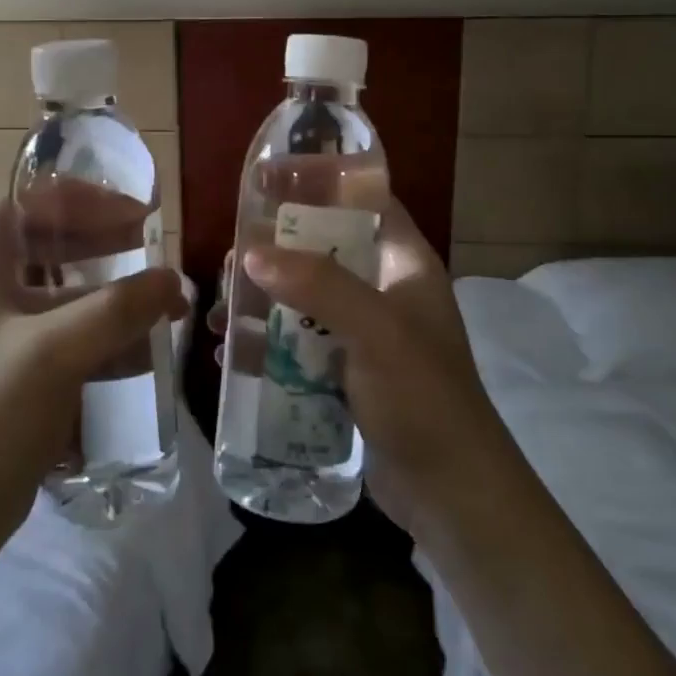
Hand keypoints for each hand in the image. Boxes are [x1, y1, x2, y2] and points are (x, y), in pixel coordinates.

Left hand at [0, 201, 186, 550]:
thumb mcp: (54, 353)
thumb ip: (117, 309)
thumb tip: (173, 280)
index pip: (28, 205)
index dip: (80, 199)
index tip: (131, 213)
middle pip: (50, 246)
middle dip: (104, 246)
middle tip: (153, 253)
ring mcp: (1, 337)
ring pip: (64, 295)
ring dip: (112, 296)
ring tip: (163, 306)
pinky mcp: (18, 374)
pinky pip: (67, 337)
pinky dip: (103, 337)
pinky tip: (143, 352)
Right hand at [215, 199, 511, 538]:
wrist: (452, 496)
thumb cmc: (424, 399)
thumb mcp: (376, 331)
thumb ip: (318, 285)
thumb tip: (251, 253)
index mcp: (403, 263)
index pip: (362, 199)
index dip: (318, 180)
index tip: (265, 179)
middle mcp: (383, 289)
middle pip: (321, 248)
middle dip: (274, 251)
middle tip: (232, 262)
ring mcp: (364, 332)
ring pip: (303, 296)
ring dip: (261, 301)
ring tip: (223, 316)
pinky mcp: (347, 370)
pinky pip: (299, 342)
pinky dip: (267, 343)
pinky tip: (233, 355)